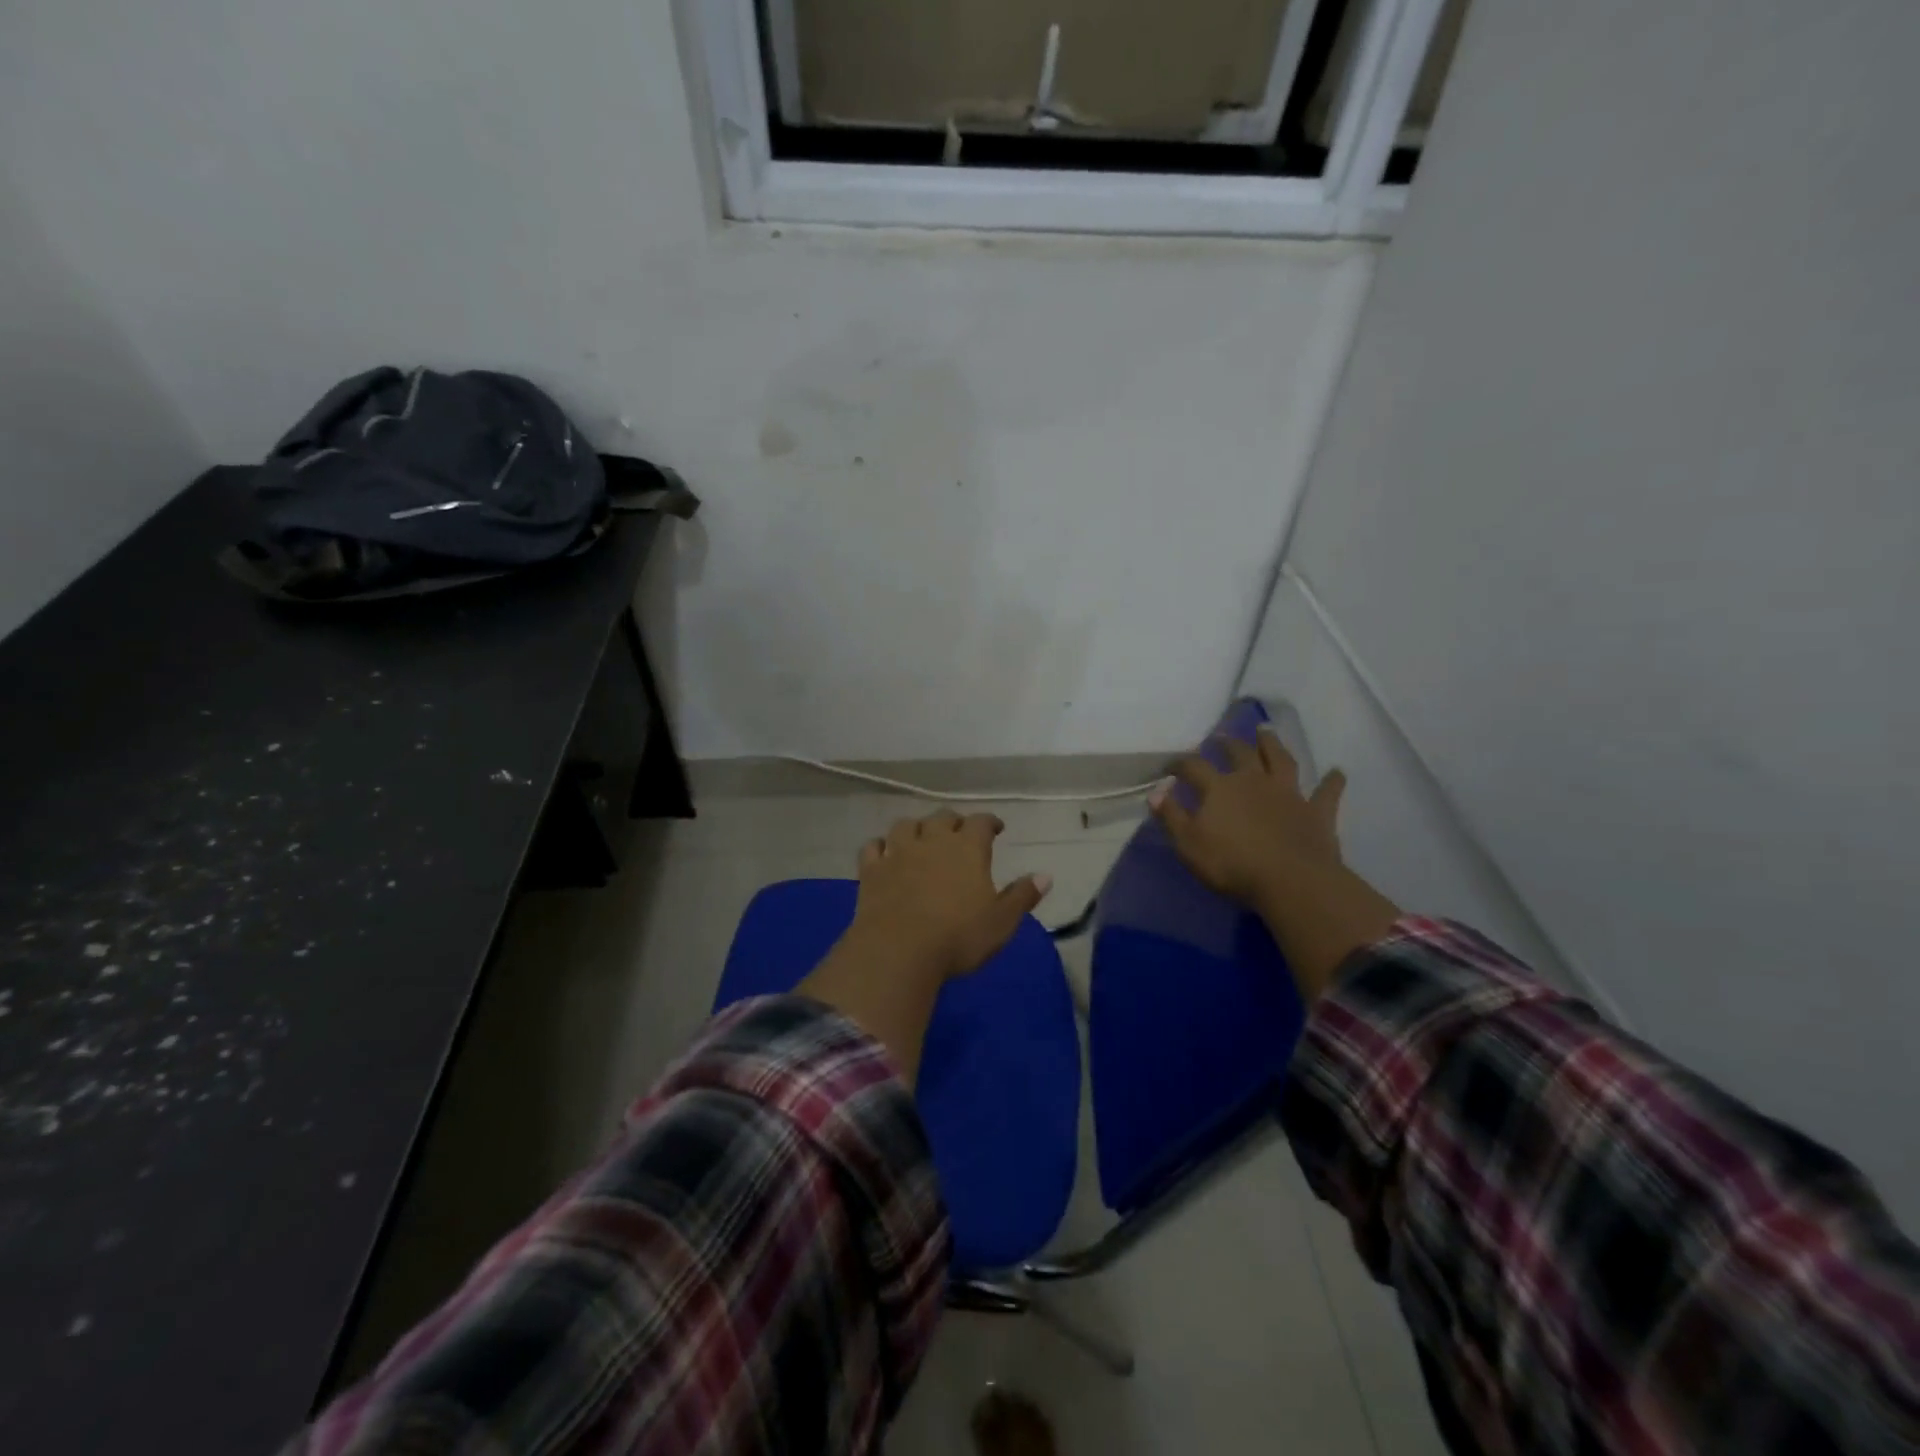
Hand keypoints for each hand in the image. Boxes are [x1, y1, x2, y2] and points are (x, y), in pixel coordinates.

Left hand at [845, 811, 1051, 980]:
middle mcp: (932, 841)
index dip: (990, 822)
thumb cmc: (958, 937)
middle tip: (959, 830)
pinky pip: (873, 847)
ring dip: (916, 827)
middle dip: (953, 821)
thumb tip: (1045, 876)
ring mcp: (898, 853)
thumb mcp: (1001, 922)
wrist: (898, 951)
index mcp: (967, 848)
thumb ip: (1022, 896)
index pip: (981, 822)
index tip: (996, 828)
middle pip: (942, 817)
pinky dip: (880, 846)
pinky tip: (884, 851)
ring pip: (906, 825)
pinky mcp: (871, 871)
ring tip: (921, 836)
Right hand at [1150, 729, 1346, 911]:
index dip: (1180, 763)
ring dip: (1272, 744)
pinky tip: (1338, 772)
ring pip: (1280, 760)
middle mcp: (1254, 781)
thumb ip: (1170, 815)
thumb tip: (1156, 790)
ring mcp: (1289, 794)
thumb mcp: (1188, 844)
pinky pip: (1327, 793)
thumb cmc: (1232, 865)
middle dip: (1227, 743)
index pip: (1194, 767)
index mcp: (1220, 788)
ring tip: (1266, 731)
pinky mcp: (1317, 812)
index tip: (1170, 766)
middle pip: (1239, 754)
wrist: (1291, 881)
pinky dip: (1332, 782)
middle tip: (1220, 736)